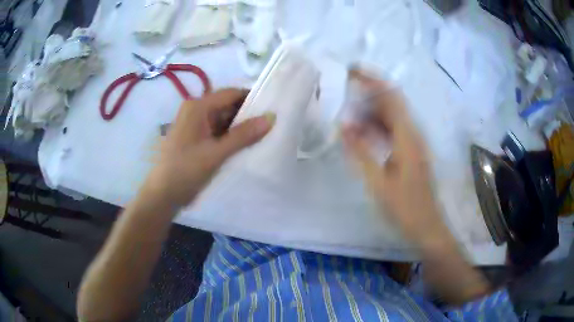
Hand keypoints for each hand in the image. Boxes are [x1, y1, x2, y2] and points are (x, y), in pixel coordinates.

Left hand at [144, 88, 274, 208]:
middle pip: (227, 106)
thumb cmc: (185, 170)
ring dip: (240, 128)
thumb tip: (271, 117)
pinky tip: (245, 145)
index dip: (252, 99)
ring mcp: (195, 124)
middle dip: (247, 115)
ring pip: (223, 119)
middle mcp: (196, 110)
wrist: (163, 194)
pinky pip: (217, 131)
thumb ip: (243, 135)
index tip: (273, 108)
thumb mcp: (216, 153)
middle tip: (270, 126)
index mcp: (198, 107)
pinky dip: (230, 137)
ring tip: (262, 136)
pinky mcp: (196, 138)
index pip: (231, 94)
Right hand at [342, 70, 448, 247]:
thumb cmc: (405, 207)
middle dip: (368, 95)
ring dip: (370, 113)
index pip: (391, 96)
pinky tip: (362, 135)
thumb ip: (360, 152)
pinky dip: (377, 128)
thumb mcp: (378, 182)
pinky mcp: (411, 153)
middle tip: (343, 94)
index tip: (352, 71)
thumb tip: (342, 126)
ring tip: (347, 115)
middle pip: (391, 104)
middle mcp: (413, 134)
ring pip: (391, 118)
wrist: (427, 227)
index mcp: (408, 137)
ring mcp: (414, 144)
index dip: (372, 80)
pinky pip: (393, 132)